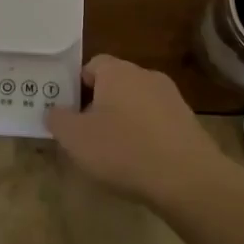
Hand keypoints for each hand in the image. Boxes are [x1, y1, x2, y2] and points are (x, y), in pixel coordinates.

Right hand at [45, 55, 239, 210]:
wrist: (187, 178)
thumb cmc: (123, 151)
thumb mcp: (75, 138)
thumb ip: (58, 119)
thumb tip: (55, 111)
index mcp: (117, 72)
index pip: (91, 65)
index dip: (76, 86)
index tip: (68, 113)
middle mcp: (146, 75)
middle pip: (114, 84)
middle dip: (99, 105)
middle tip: (85, 134)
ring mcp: (172, 97)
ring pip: (136, 103)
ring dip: (123, 121)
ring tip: (113, 153)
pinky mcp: (188, 121)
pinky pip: (156, 121)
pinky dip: (145, 135)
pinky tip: (140, 161)